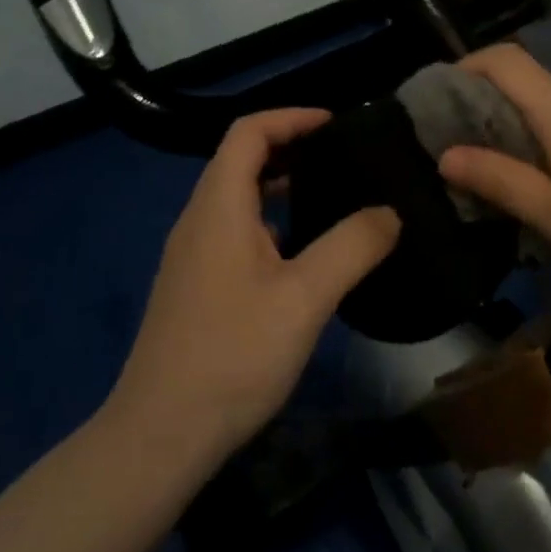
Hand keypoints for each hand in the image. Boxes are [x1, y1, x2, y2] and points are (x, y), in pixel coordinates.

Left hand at [107, 109, 400, 463]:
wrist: (161, 434)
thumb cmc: (233, 355)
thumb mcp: (305, 298)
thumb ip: (352, 247)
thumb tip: (390, 212)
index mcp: (219, 206)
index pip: (248, 132)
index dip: (291, 117)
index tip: (336, 125)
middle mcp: (199, 219)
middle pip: (241, 159)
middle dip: (291, 147)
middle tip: (343, 158)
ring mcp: (192, 254)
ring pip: (238, 197)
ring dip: (281, 184)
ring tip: (332, 196)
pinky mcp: (195, 285)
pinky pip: (235, 230)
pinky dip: (271, 220)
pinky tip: (303, 253)